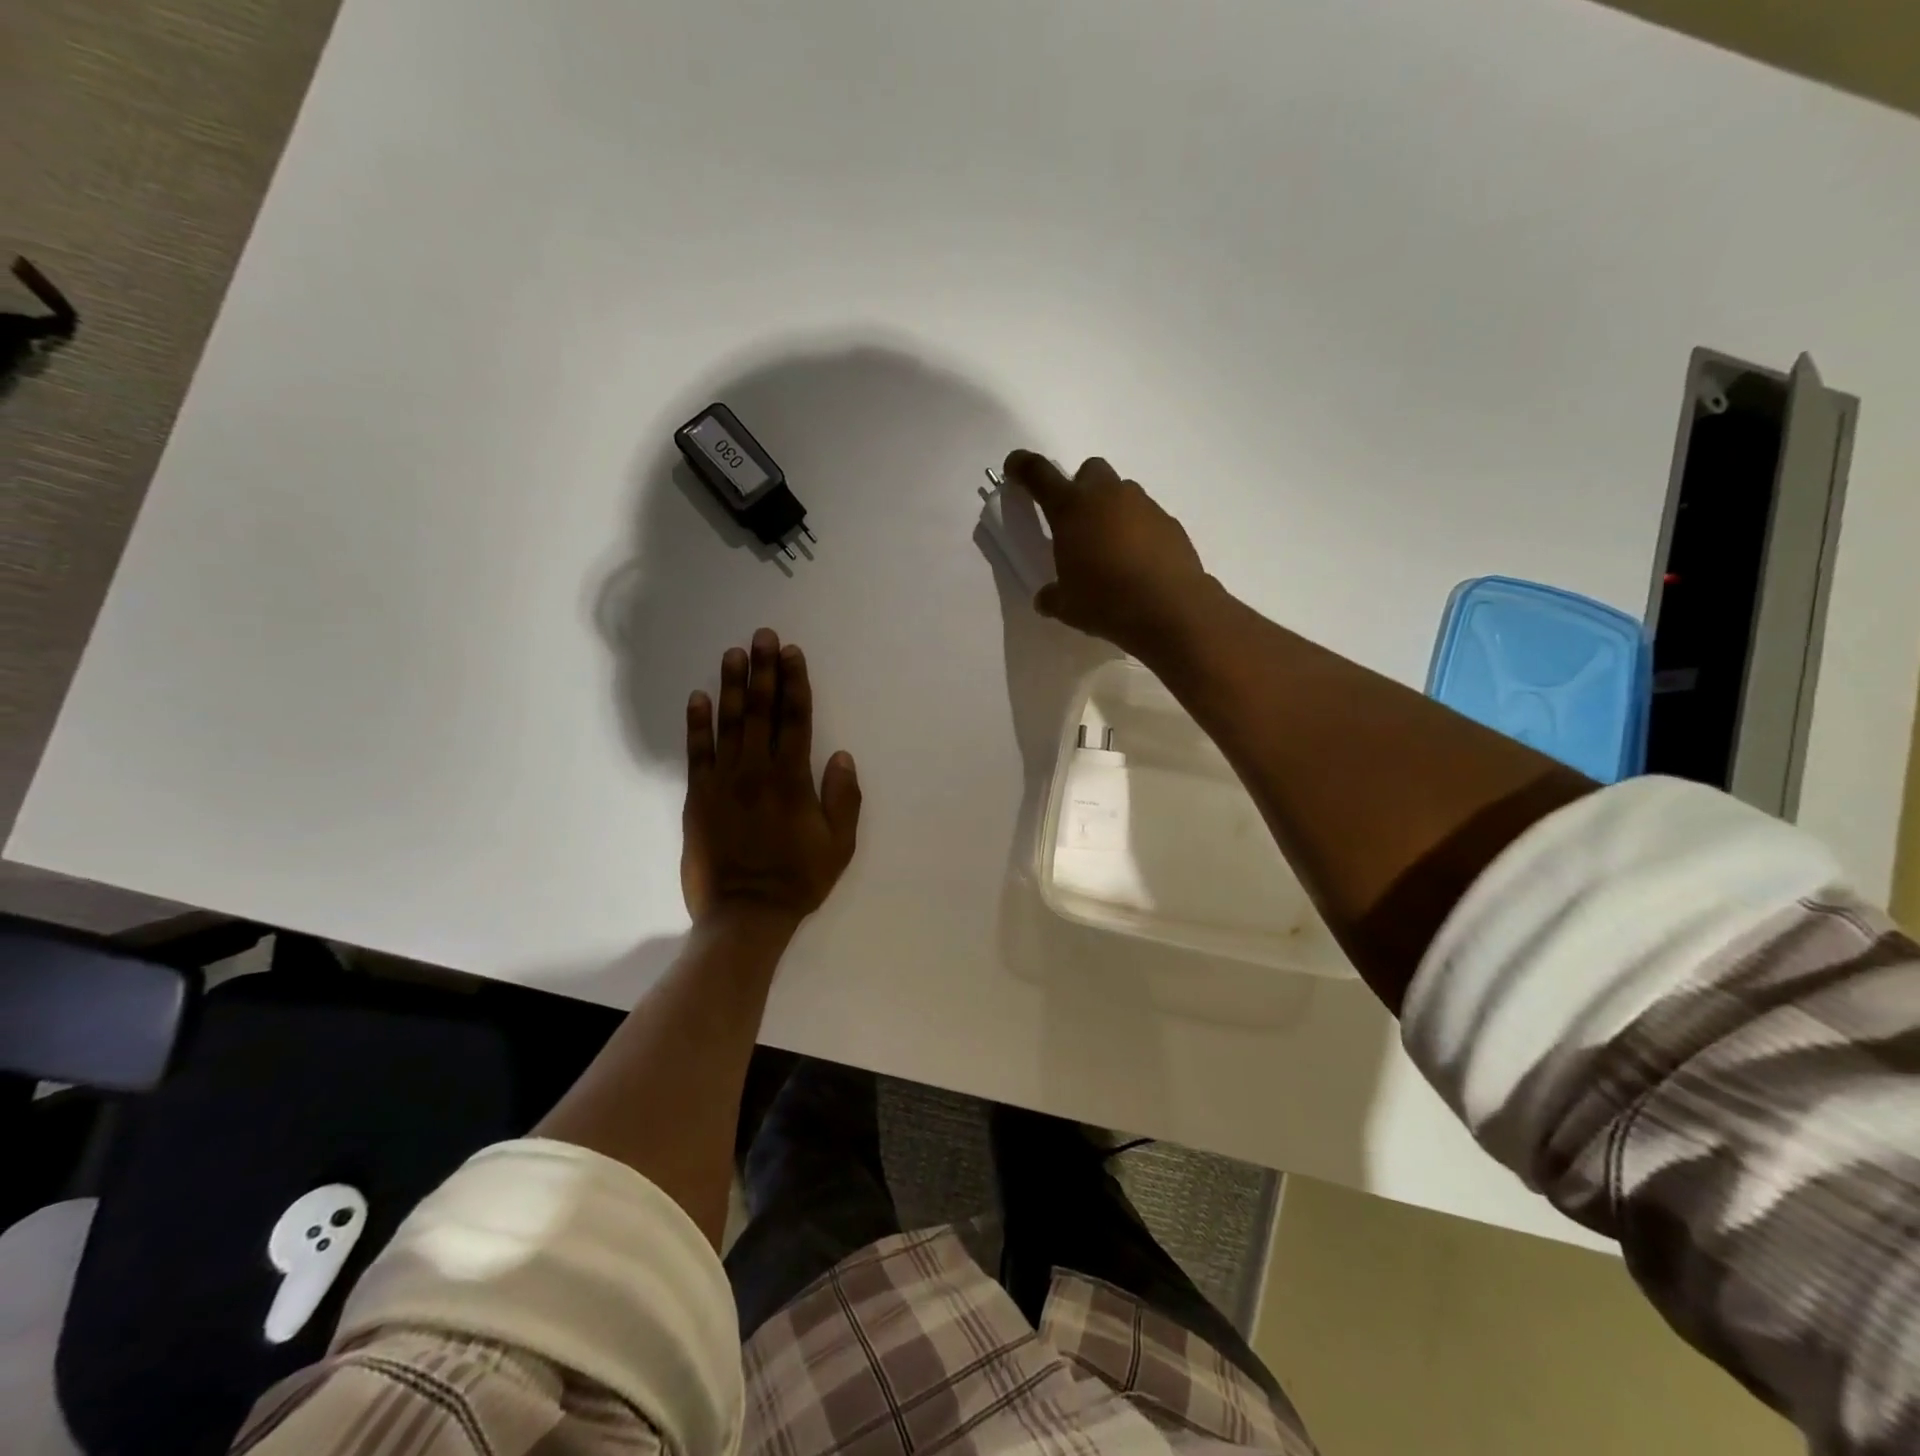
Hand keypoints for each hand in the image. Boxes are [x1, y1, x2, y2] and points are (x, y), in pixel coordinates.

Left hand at [682, 629, 861, 927]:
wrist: (745, 914)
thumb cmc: (798, 879)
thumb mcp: (839, 844)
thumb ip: (843, 798)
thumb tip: (841, 755)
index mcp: (793, 779)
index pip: (796, 719)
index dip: (795, 683)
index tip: (792, 653)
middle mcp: (757, 771)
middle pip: (762, 711)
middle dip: (764, 670)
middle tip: (763, 636)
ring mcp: (724, 782)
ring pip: (729, 724)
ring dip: (732, 686)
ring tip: (734, 653)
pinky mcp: (697, 797)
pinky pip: (696, 753)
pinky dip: (697, 724)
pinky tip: (698, 697)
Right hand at [1003, 451, 1216, 660]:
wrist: (1170, 609)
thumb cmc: (1106, 602)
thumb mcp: (1066, 606)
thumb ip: (1051, 596)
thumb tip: (1046, 597)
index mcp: (1071, 509)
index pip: (1039, 475)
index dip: (1023, 466)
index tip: (1015, 467)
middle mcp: (1107, 496)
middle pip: (1090, 471)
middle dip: (1080, 488)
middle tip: (1076, 522)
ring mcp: (1143, 506)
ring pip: (1122, 493)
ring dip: (1111, 511)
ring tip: (1109, 549)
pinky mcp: (1170, 523)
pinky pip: (1146, 517)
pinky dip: (1137, 532)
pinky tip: (1137, 563)